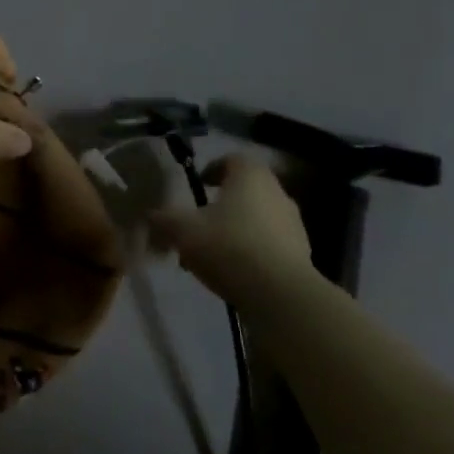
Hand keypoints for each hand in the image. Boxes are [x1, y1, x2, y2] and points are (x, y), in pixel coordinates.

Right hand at [149, 156, 315, 304]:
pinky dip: (251, 250)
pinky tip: (233, 271)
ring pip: (258, 218)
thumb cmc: (228, 246)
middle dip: (222, 204)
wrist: (280, 294)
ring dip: (236, 229)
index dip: (213, 169)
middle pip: (246, 190)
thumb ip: (164, 219)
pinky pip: (270, 244)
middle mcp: (277, 193)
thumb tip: (151, 215)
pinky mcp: (302, 254)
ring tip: (212, 253)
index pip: (233, 159)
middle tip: (200, 221)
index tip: (198, 184)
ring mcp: (294, 224)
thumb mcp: (183, 230)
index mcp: (251, 176)